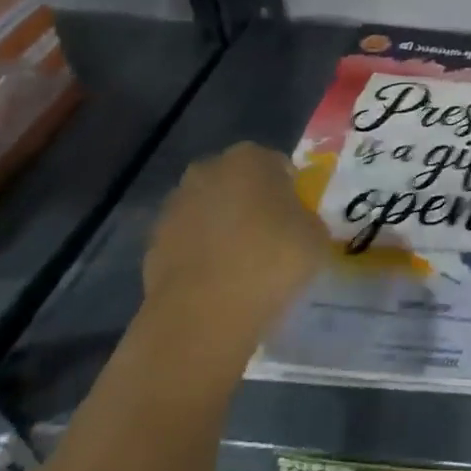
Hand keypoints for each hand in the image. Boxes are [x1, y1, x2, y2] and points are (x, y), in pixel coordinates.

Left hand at [135, 142, 328, 379]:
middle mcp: (206, 171)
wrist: (206, 311)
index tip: (298, 217)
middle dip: (252, 202)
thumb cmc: (273, 261)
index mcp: (250, 159)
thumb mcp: (317, 237)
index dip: (290, 189)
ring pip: (210, 210)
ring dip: (224, 227)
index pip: (276, 164)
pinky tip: (220, 281)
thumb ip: (306, 218)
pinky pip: (190, 240)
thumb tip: (295, 221)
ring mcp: (174, 206)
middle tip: (273, 235)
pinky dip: (203, 253)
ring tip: (245, 263)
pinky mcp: (154, 241)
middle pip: (237, 182)